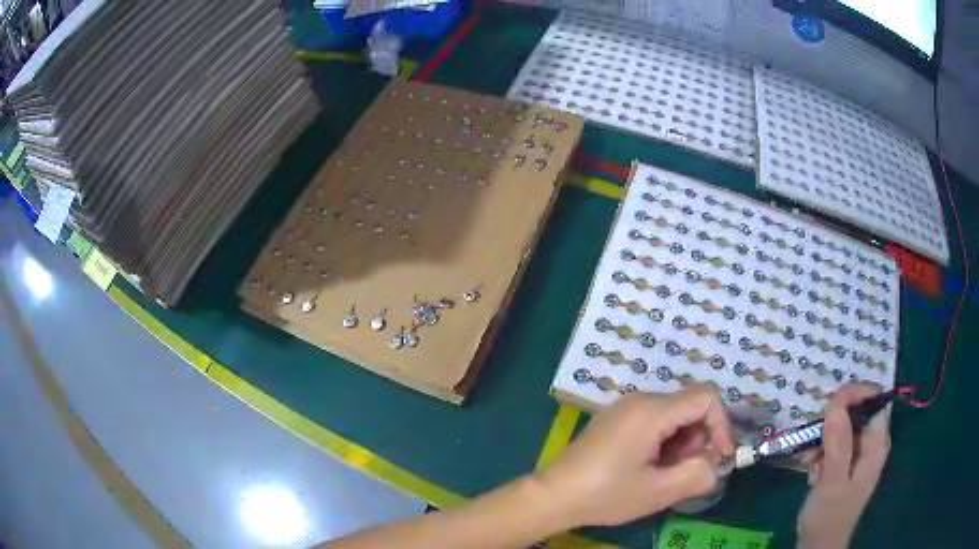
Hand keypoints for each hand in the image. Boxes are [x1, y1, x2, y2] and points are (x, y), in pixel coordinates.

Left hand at [538, 385, 733, 527]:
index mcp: (652, 410)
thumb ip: (697, 474)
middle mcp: (639, 400)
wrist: (554, 495)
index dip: (721, 425)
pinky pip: (653, 421)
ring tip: (662, 474)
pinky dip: (663, 442)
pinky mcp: (615, 420)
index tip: (719, 457)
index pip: (706, 397)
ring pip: (672, 416)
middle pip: (689, 406)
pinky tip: (647, 468)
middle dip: (698, 439)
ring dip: (680, 444)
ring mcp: (625, 408)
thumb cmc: (605, 494)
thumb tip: (716, 464)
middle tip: (682, 471)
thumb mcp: (657, 491)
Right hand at [797, 383, 890, 548]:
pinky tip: (808, 464)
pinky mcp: (842, 460)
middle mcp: (869, 440)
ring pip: (841, 423)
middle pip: (856, 408)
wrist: (818, 544)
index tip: (828, 407)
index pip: (874, 399)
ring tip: (808, 455)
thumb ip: (838, 445)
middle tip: (813, 436)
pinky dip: (817, 446)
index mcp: (876, 442)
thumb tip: (836, 404)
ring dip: (822, 433)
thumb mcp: (833, 483)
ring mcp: (855, 450)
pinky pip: (831, 440)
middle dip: (833, 416)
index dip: (854, 395)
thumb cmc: (829, 516)